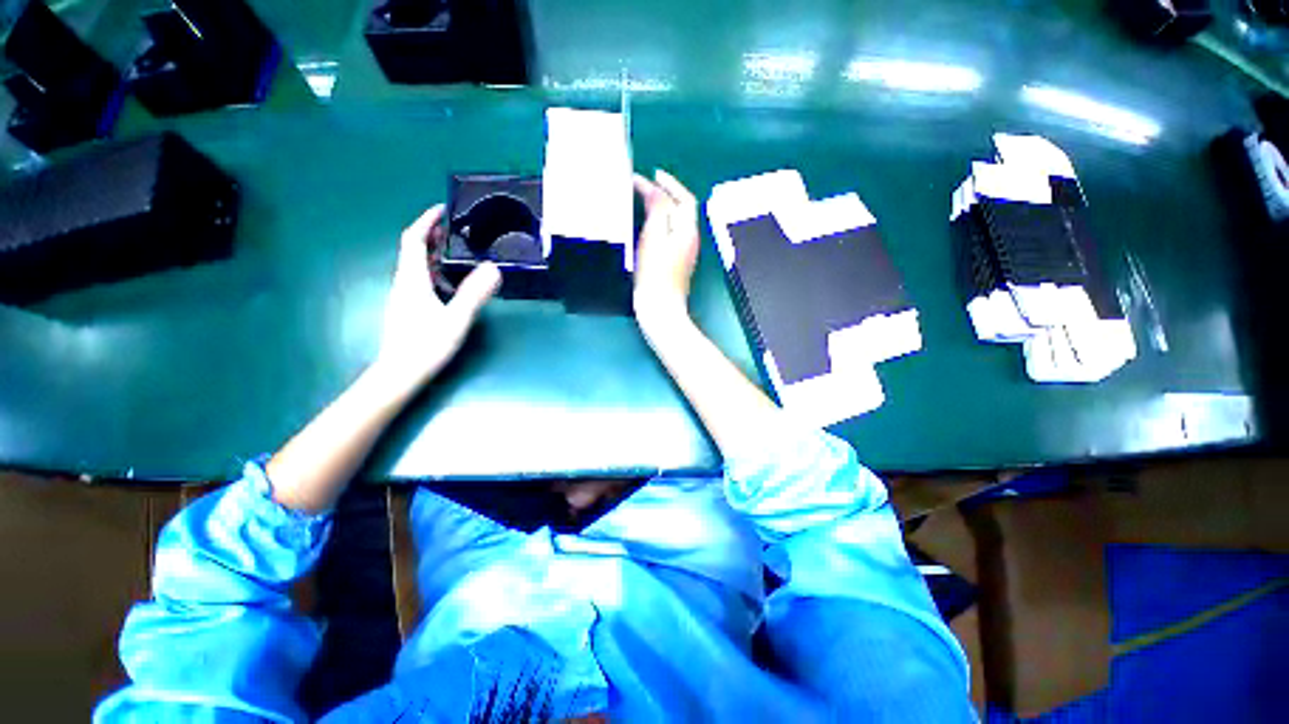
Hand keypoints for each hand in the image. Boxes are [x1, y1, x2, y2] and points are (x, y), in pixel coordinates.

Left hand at [374, 205, 501, 390]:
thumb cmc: (425, 346)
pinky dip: (434, 271)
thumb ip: (474, 293)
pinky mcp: (408, 309)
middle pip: (414, 251)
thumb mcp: (456, 319)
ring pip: (417, 266)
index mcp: (412, 280)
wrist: (399, 374)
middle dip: (432, 235)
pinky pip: (420, 281)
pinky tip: (449, 281)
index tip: (441, 209)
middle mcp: (404, 283)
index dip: (425, 222)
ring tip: (456, 250)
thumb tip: (494, 268)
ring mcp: (404, 297)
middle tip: (455, 228)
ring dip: (434, 253)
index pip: (414, 241)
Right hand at [633, 169, 699, 328]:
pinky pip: (670, 233)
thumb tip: (656, 190)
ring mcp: (684, 252)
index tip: (649, 174)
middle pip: (682, 209)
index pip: (683, 198)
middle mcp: (690, 239)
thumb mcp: (654, 236)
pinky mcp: (675, 263)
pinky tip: (648, 224)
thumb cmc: (655, 273)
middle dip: (667, 193)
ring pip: (677, 221)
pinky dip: (661, 221)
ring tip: (645, 199)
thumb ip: (658, 209)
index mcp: (687, 230)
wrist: (660, 307)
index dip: (669, 183)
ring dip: (664, 206)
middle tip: (646, 185)